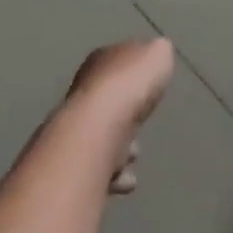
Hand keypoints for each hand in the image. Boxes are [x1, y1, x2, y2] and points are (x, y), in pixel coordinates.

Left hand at [67, 39, 175, 191]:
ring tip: (134, 153)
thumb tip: (156, 56)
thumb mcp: (157, 53)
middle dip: (126, 112)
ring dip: (118, 146)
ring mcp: (76, 126)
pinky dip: (114, 174)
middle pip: (108, 100)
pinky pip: (99, 168)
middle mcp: (84, 90)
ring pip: (102, 135)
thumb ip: (157, 54)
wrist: (99, 129)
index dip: (134, 72)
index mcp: (102, 60)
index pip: (117, 62)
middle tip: (143, 121)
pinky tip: (127, 178)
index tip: (149, 84)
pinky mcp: (76, 160)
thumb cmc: (130, 84)